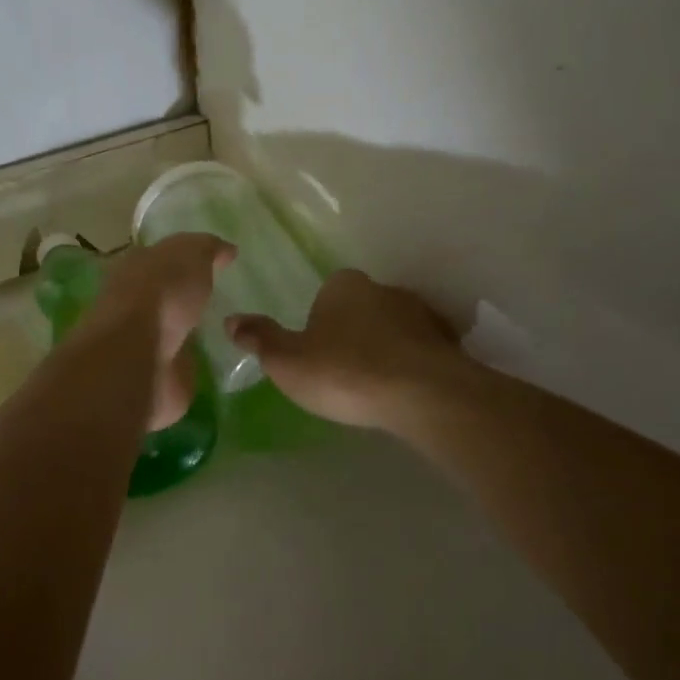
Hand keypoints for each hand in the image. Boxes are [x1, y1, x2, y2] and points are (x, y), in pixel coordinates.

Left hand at [87, 233, 235, 428]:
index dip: (185, 258)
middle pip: (166, 296)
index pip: (160, 258)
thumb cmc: (161, 294)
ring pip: (174, 332)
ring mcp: (145, 344)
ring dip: (193, 332)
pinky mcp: (158, 377)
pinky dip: (198, 362)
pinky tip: (223, 360)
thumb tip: (226, 250)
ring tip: (230, 330)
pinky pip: (183, 364)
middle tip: (226, 298)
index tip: (216, 263)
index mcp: (135, 268)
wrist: (139, 356)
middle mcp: (135, 305)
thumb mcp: (190, 254)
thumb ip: (207, 248)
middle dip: (189, 297)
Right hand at [226, 270, 463, 432]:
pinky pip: (421, 350)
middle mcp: (383, 289)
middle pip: (361, 307)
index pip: (327, 292)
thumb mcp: (288, 361)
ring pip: (394, 328)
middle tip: (343, 370)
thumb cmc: (345, 372)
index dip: (319, 321)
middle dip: (353, 332)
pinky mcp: (447, 342)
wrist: (422, 395)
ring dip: (385, 348)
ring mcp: (421, 314)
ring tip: (374, 384)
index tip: (317, 351)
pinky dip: (412, 364)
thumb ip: (261, 339)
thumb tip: (231, 320)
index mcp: (343, 285)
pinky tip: (403, 391)